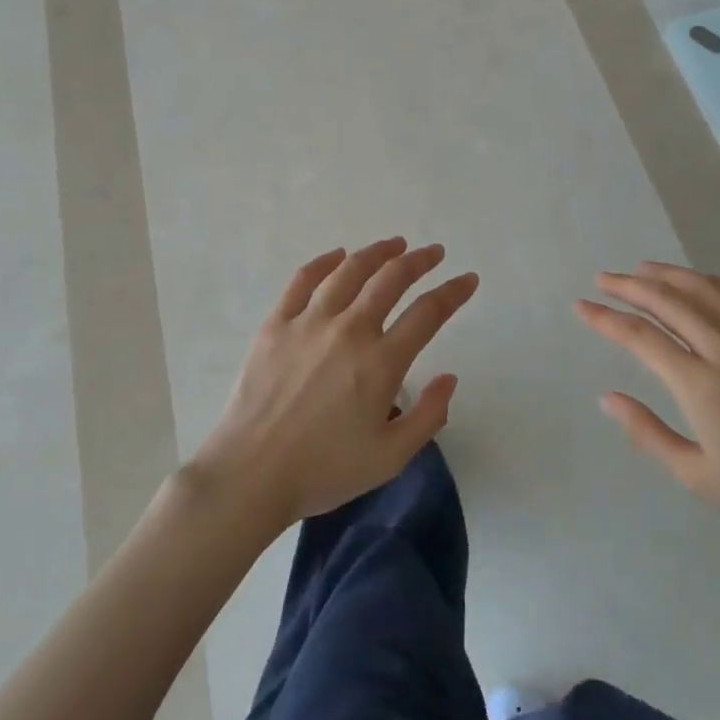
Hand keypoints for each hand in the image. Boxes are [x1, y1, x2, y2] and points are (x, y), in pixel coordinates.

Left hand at [192, 238, 478, 528]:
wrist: (250, 474)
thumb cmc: (324, 470)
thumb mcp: (390, 458)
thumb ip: (428, 417)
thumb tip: (449, 378)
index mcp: (381, 362)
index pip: (428, 313)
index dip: (453, 292)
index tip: (468, 279)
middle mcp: (349, 330)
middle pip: (391, 279)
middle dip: (419, 260)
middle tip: (434, 252)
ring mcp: (309, 321)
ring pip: (350, 270)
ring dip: (377, 252)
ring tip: (395, 244)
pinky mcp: (276, 323)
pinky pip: (303, 280)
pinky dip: (325, 261)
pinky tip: (338, 255)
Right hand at [577, 263, 719, 564]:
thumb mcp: (699, 478)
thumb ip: (648, 433)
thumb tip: (608, 397)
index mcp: (702, 385)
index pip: (641, 337)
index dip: (606, 319)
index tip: (581, 306)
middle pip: (670, 302)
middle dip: (630, 287)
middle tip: (604, 280)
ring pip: (708, 290)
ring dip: (671, 276)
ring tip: (644, 269)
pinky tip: (708, 283)